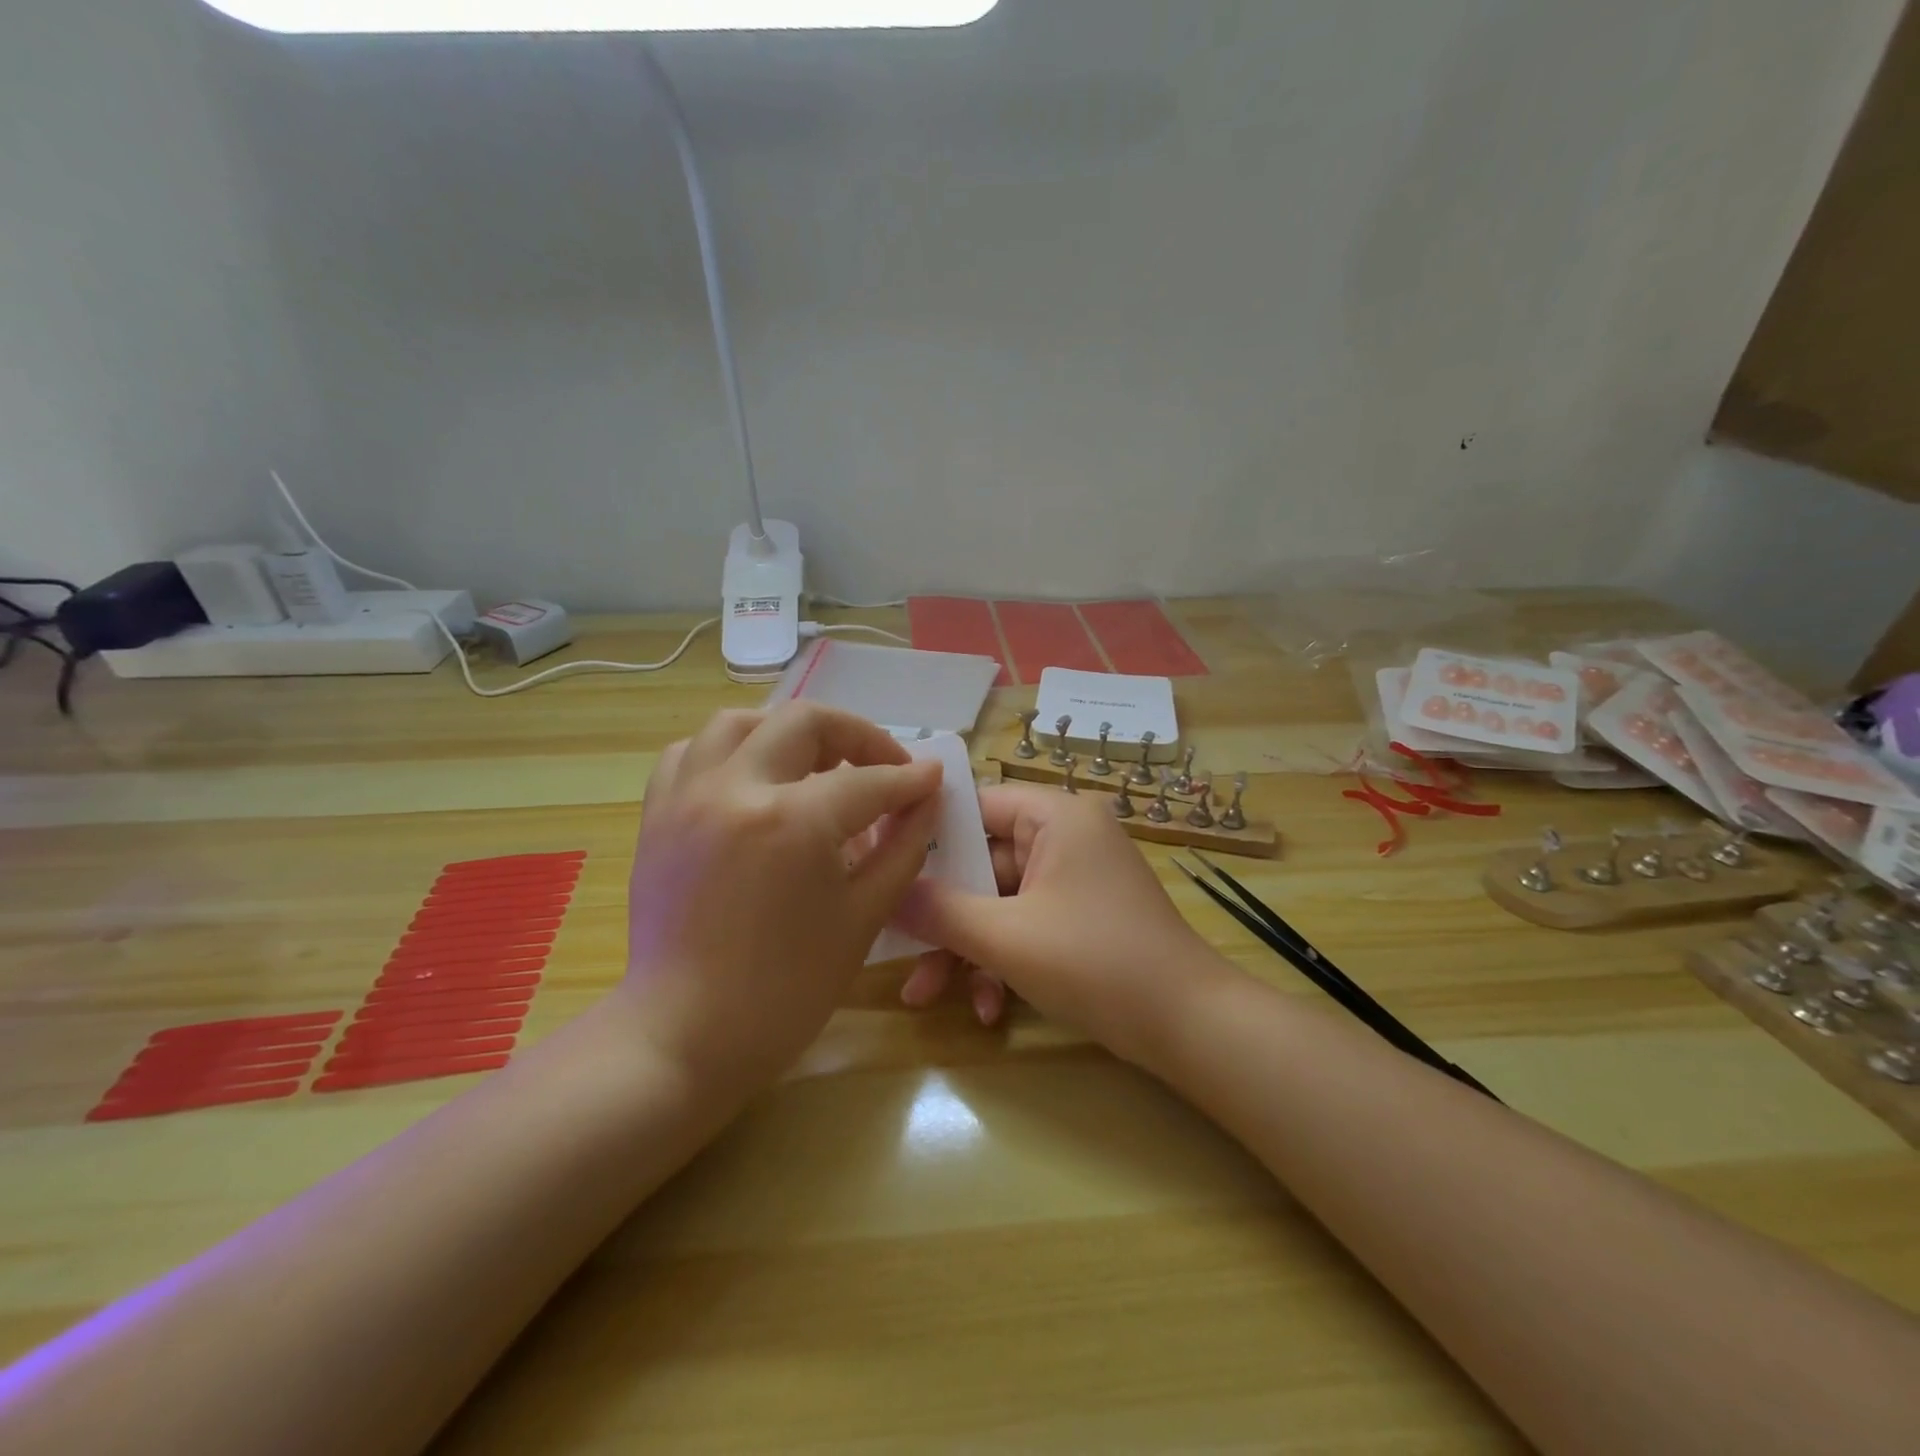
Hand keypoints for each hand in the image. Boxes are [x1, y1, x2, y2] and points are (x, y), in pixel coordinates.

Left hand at [620, 704, 942, 1090]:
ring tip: (816, 763)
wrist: (686, 1036)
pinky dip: (728, 753)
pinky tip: (751, 780)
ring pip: (739, 723)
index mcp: (793, 820)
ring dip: (788, 733)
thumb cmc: (787, 989)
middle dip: (857, 736)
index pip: (868, 781)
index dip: (909, 779)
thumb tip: (926, 800)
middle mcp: (735, 788)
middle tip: (882, 767)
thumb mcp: (863, 916)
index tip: (932, 780)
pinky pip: (690, 754)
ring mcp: (687, 796)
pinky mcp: (658, 815)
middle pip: (804, 722)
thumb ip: (902, 847)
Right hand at [895, 784, 1227, 1064]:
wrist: (1190, 1027)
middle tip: (897, 947)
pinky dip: (1004, 961)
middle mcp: (1067, 836)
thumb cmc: (1096, 963)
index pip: (975, 806)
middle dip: (943, 916)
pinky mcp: (1082, 916)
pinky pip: (1028, 924)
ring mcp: (1076, 878)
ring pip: (1001, 902)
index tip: (883, 866)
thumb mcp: (1007, 937)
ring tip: (928, 997)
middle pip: (983, 863)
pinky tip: (989, 1010)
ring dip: (968, 949)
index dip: (926, 837)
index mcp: (1056, 816)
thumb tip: (886, 893)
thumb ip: (940, 911)